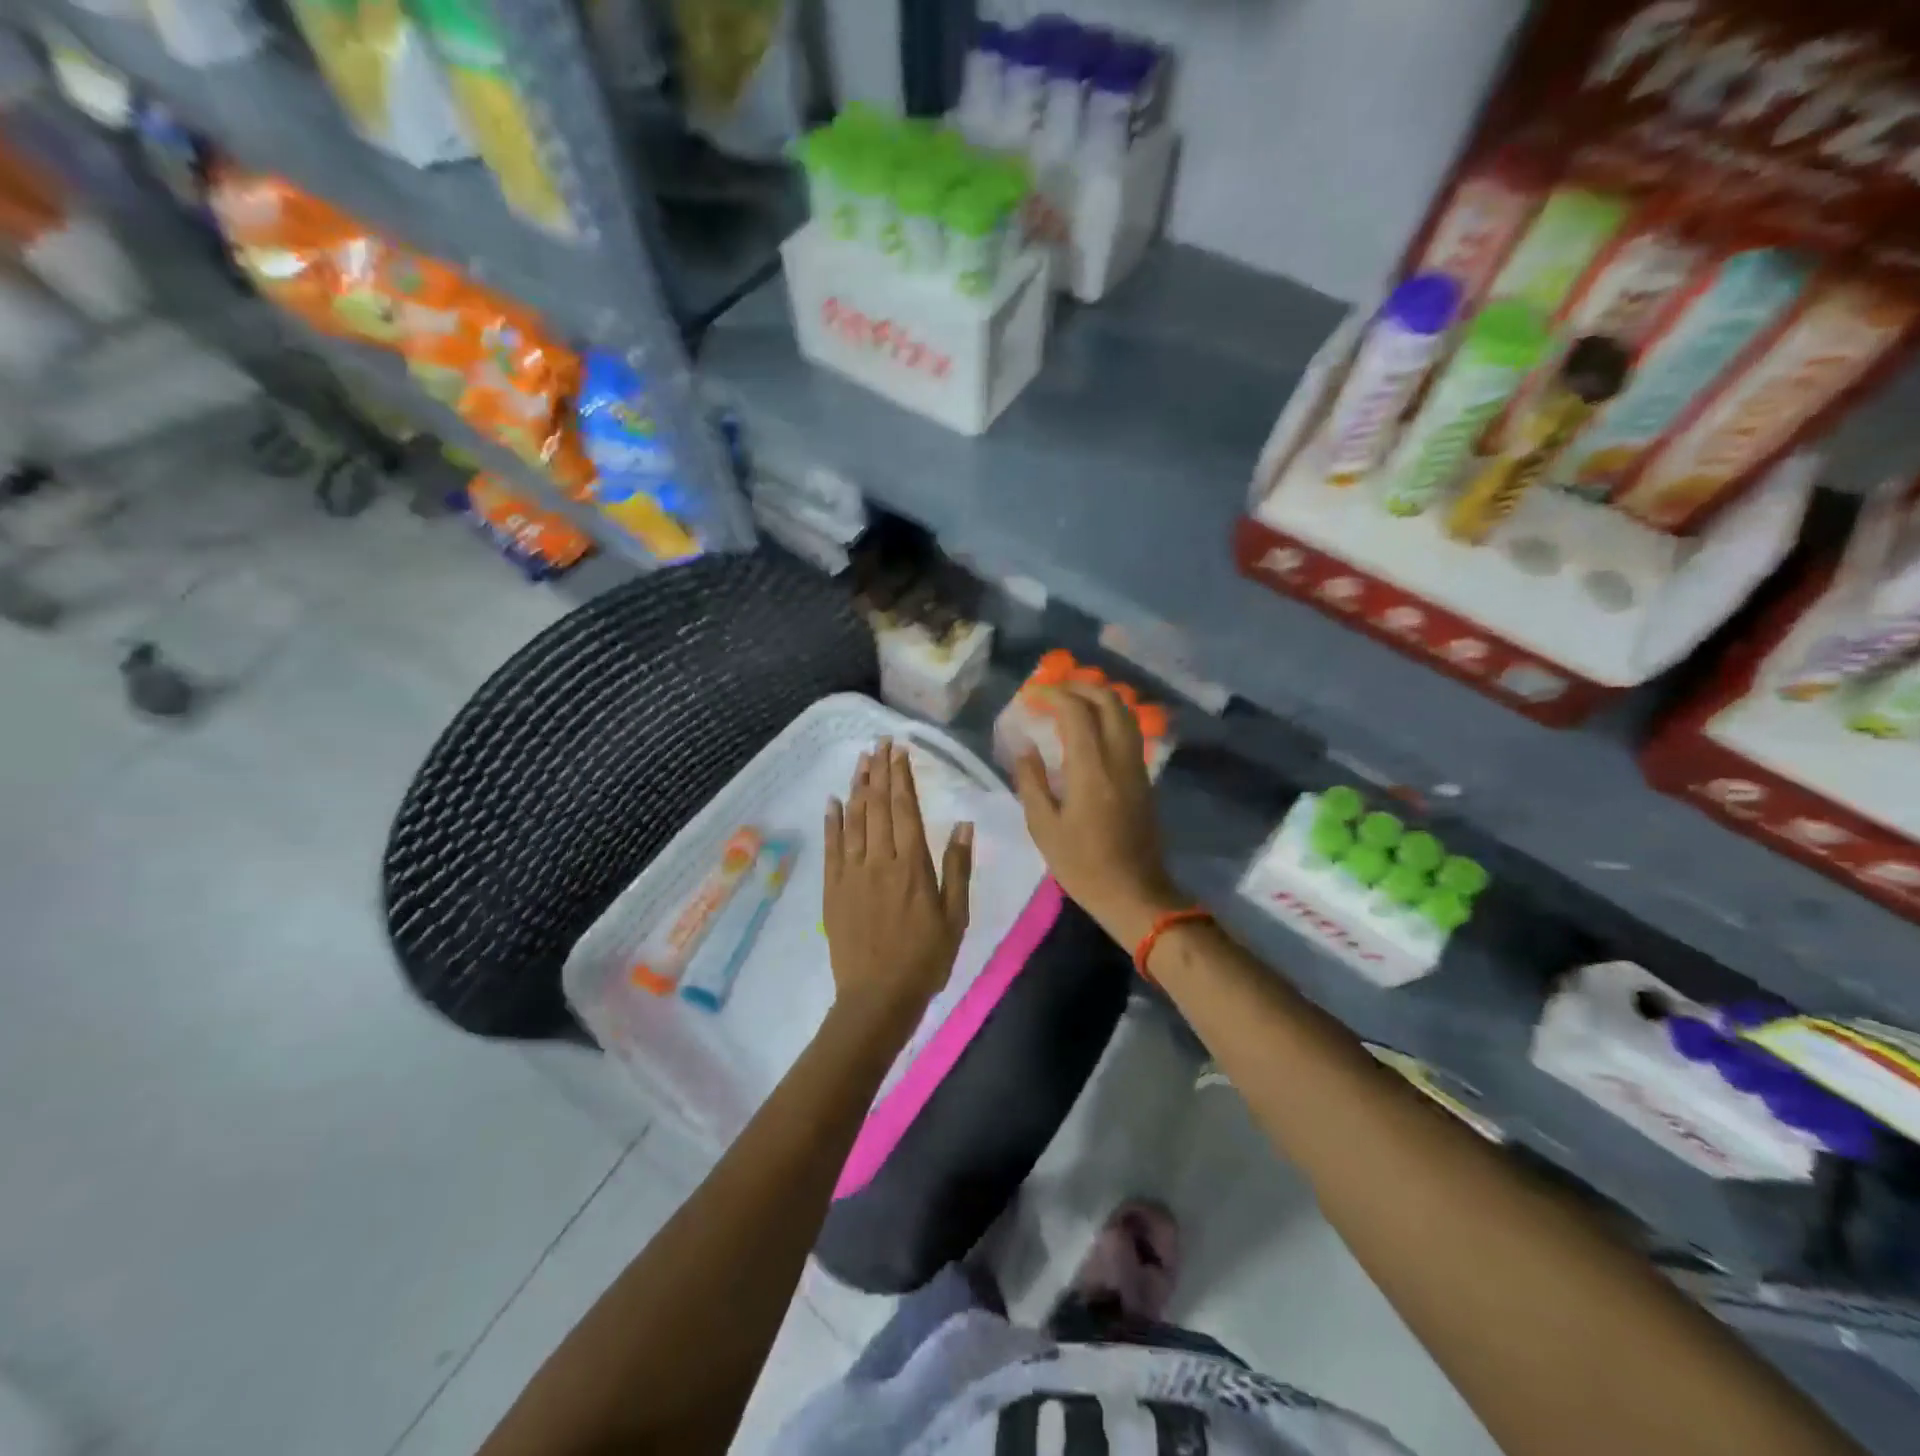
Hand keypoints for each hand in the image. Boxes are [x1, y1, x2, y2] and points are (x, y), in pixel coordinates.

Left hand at [823, 741, 973, 1033]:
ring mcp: (852, 873)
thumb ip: (957, 867)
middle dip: (879, 772)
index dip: (902, 777)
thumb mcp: (955, 916)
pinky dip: (832, 821)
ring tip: (860, 761)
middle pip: (879, 806)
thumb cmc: (925, 958)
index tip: (899, 751)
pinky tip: (833, 801)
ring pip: (854, 820)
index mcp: (912, 865)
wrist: (878, 997)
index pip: (906, 809)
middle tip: (879, 743)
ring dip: (857, 787)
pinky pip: (832, 847)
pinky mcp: (833, 888)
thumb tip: (963, 824)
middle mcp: (880, 860)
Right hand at [1013, 685, 1180, 944]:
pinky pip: (1129, 731)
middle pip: (1108, 701)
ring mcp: (1137, 766)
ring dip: (1098, 698)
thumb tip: (1024, 747)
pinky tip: (1089, 728)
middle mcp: (1119, 758)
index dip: (1053, 695)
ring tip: (1070, 703)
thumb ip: (1031, 782)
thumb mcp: (1044, 827)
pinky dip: (1109, 716)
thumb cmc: (1082, 865)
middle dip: (1080, 687)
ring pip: (1124, 713)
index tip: (1032, 696)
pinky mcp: (1144, 777)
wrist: (1134, 892)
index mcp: (1092, 770)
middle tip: (1053, 692)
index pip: (1077, 712)